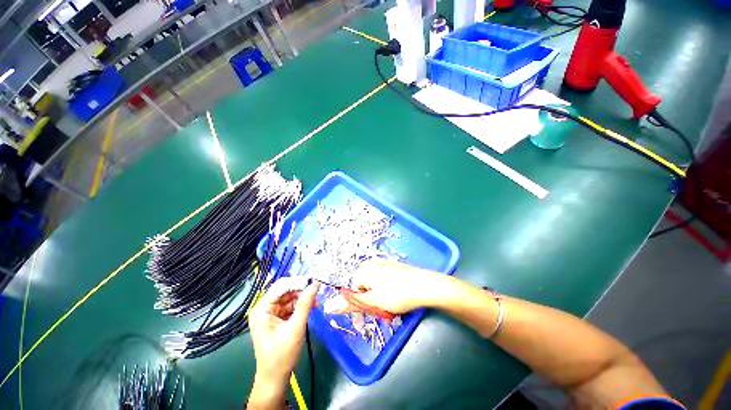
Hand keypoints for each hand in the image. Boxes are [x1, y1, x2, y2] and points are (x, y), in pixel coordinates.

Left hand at [249, 278, 318, 406]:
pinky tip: (312, 306)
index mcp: (262, 309)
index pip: (281, 286)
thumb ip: (305, 304)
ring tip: (317, 301)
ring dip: (303, 297)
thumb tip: (315, 284)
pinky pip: (291, 305)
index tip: (314, 282)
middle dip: (302, 290)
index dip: (298, 282)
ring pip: (290, 297)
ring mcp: (271, 313)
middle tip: (317, 291)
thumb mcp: (296, 327)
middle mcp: (265, 307)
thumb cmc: (282, 355)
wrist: (275, 378)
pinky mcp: (278, 318)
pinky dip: (301, 305)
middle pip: (285, 290)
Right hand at [323, 259, 442, 314]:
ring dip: (379, 301)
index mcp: (364, 269)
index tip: (366, 318)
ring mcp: (384, 264)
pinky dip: (386, 293)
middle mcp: (372, 263)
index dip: (358, 305)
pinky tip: (397, 301)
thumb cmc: (397, 294)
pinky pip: (384, 282)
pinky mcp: (394, 267)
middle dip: (369, 303)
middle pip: (363, 288)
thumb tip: (326, 307)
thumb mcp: (372, 302)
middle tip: (381, 314)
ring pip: (374, 287)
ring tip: (390, 310)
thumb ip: (350, 304)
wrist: (425, 285)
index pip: (352, 290)